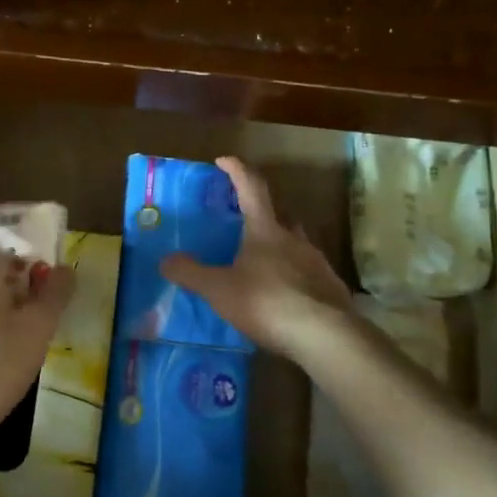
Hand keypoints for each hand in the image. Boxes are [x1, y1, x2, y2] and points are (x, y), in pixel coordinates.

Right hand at [160, 156, 352, 358]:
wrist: (325, 336)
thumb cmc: (267, 303)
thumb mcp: (219, 289)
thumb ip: (192, 273)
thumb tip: (166, 260)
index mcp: (265, 231)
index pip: (251, 188)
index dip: (236, 171)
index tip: (223, 160)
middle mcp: (294, 239)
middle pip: (279, 215)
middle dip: (262, 212)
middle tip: (245, 220)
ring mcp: (317, 262)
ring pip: (296, 243)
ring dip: (280, 245)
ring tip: (263, 262)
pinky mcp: (330, 288)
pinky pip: (308, 272)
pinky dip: (294, 274)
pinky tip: (285, 294)